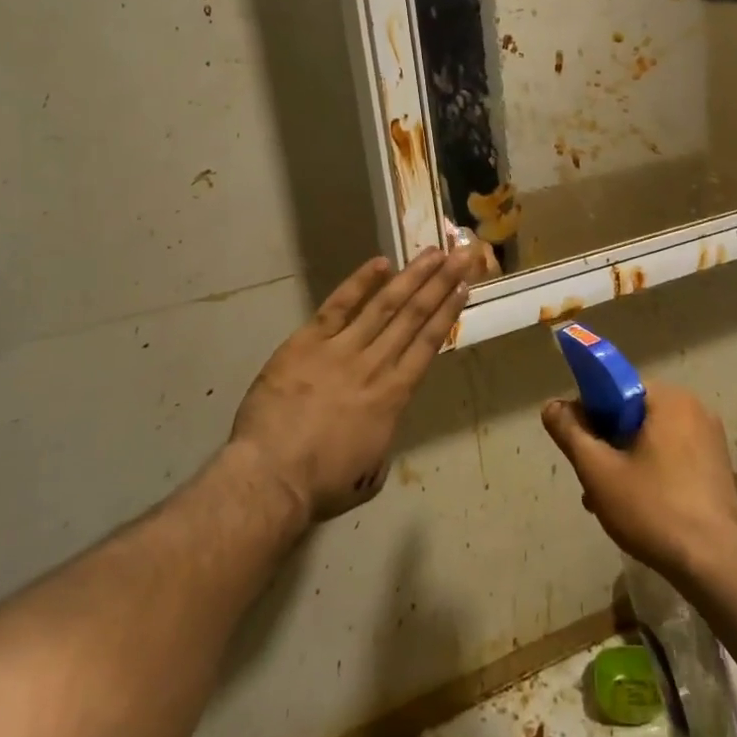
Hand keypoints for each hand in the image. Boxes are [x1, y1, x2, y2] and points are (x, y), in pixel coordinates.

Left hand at [231, 249, 470, 521]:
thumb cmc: (323, 484)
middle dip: (441, 282)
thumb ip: (384, 439)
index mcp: (394, 396)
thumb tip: (383, 422)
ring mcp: (342, 350)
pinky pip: (337, 306)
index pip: (429, 344)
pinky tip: (380, 263)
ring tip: (433, 252)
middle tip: (461, 254)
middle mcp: (376, 364)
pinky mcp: (307, 343)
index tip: (464, 287)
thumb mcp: (370, 472)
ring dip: (412, 276)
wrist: (272, 477)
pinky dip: (359, 283)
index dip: (448, 313)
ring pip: (385, 305)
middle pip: (415, 316)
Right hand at [540, 382, 736, 581]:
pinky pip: (673, 458)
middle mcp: (694, 409)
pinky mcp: (718, 468)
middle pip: (633, 416)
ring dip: (625, 463)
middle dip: (607, 445)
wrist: (716, 565)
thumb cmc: (653, 508)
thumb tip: (552, 406)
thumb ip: (570, 432)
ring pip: (651, 440)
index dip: (589, 414)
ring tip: (607, 502)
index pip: (616, 388)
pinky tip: (637, 509)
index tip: (578, 446)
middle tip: (591, 481)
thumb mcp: (598, 471)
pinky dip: (651, 474)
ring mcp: (710, 440)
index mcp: (669, 399)